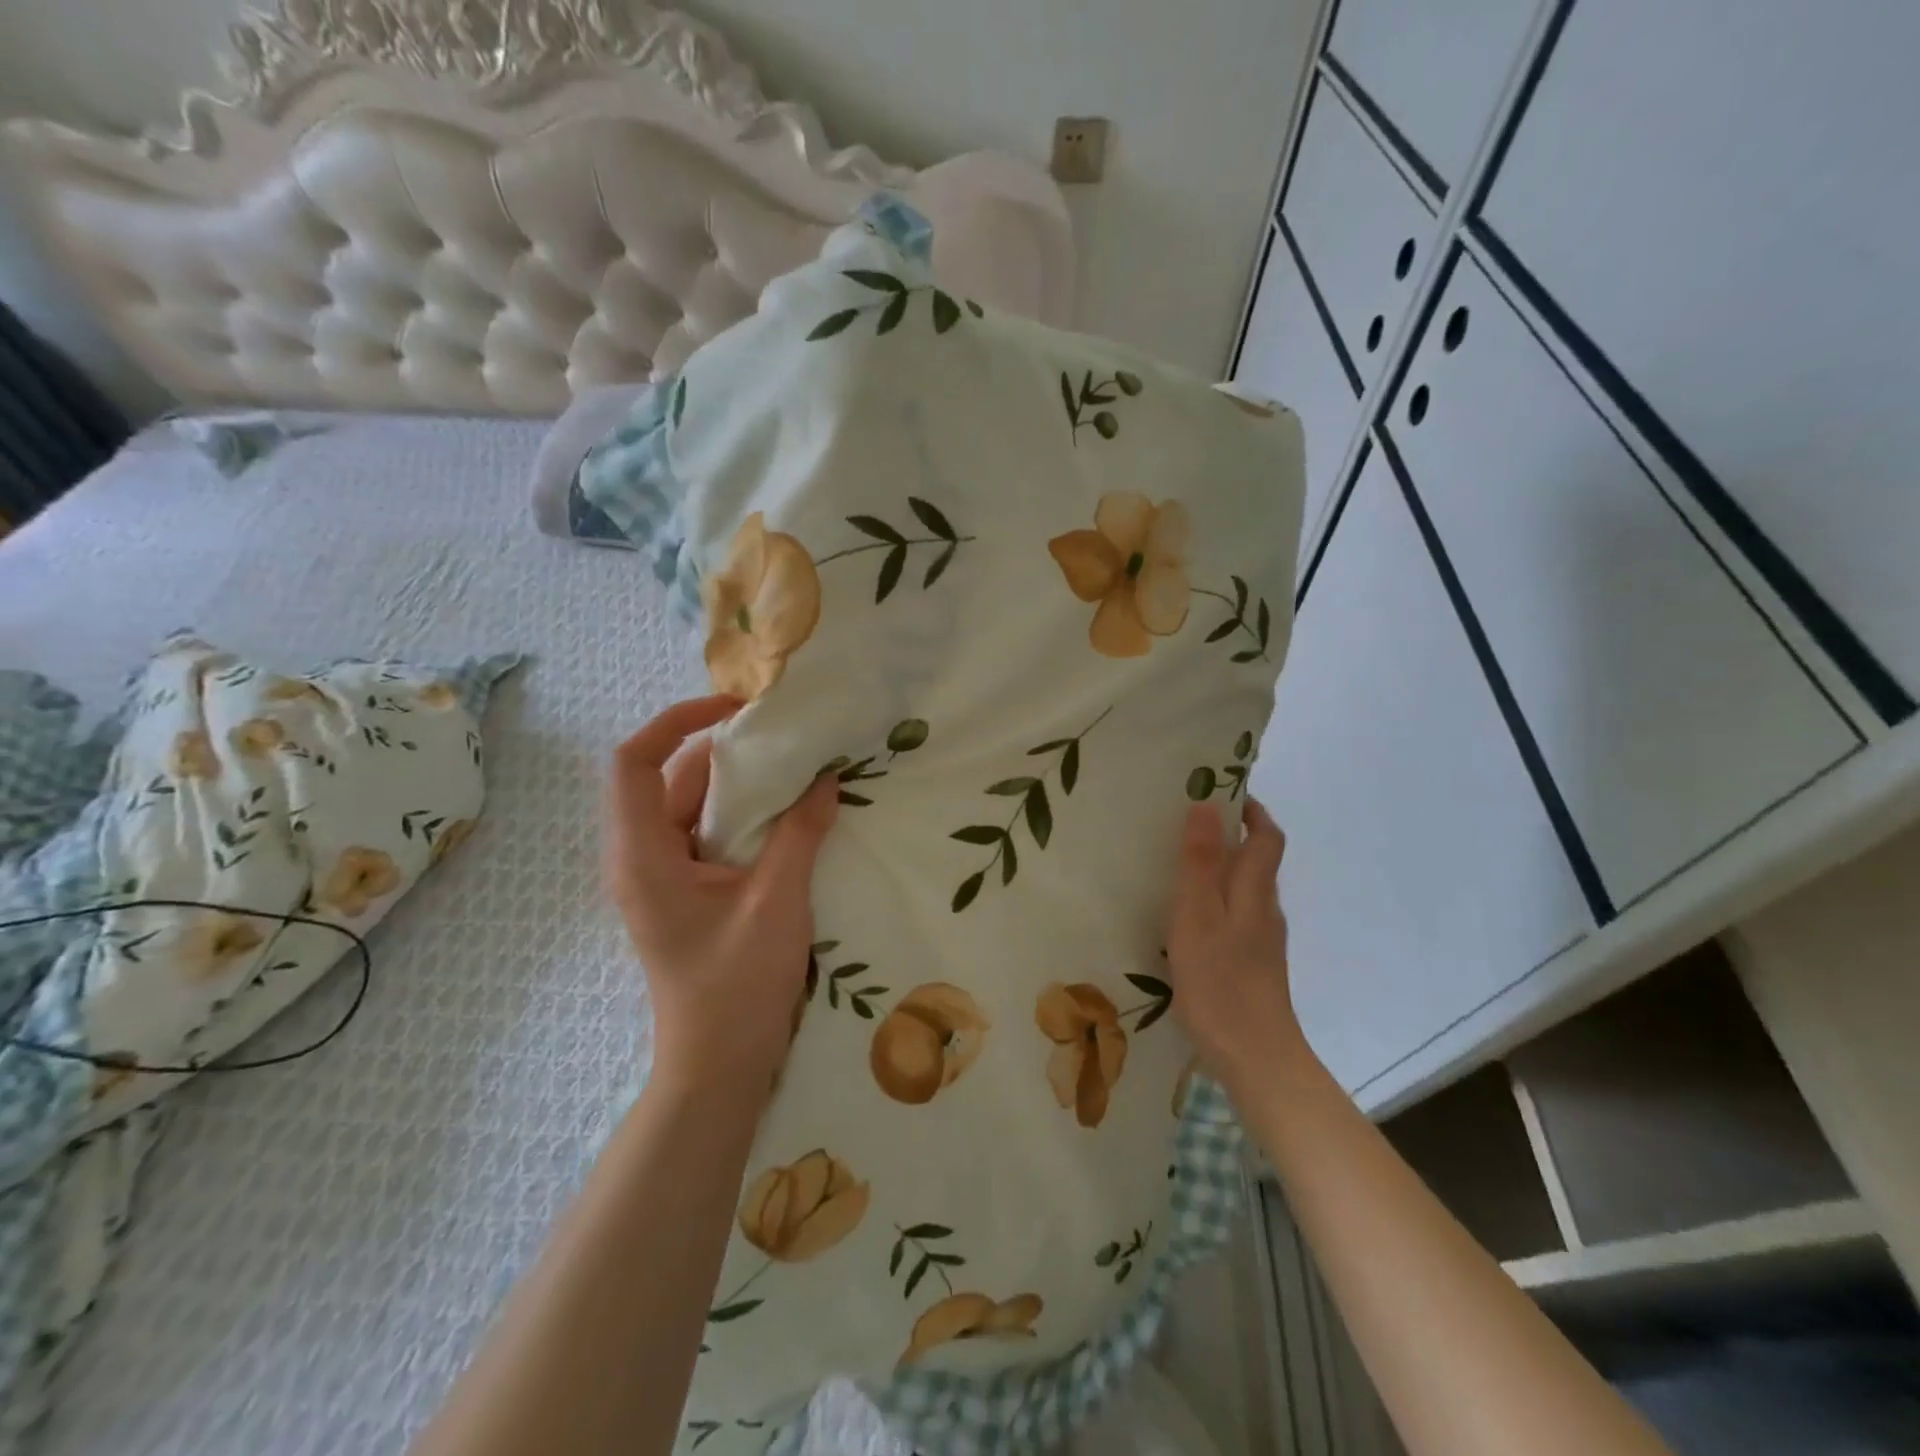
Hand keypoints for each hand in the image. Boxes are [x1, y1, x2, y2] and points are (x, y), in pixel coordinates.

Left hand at [604, 695, 839, 1100]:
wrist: (720, 1064)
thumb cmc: (738, 985)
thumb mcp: (777, 901)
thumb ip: (800, 833)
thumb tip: (826, 778)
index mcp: (642, 855)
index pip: (633, 762)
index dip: (676, 721)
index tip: (734, 709)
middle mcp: (639, 857)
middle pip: (668, 778)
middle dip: (722, 750)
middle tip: (782, 735)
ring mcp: (659, 876)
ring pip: (689, 805)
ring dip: (736, 783)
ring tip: (791, 766)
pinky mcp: (682, 891)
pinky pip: (704, 832)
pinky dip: (739, 813)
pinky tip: (784, 812)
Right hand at [1166, 797, 1312, 1094]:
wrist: (1256, 1060)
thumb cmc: (1220, 982)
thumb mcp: (1198, 916)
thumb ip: (1200, 862)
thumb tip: (1206, 805)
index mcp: (1255, 892)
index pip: (1267, 837)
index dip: (1251, 810)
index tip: (1220, 791)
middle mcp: (1265, 911)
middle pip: (1257, 862)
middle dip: (1229, 837)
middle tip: (1183, 826)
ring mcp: (1262, 942)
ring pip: (1244, 892)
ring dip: (1220, 871)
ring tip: (1176, 869)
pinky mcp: (1253, 967)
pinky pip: (1236, 919)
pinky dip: (1216, 904)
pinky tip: (1187, 922)